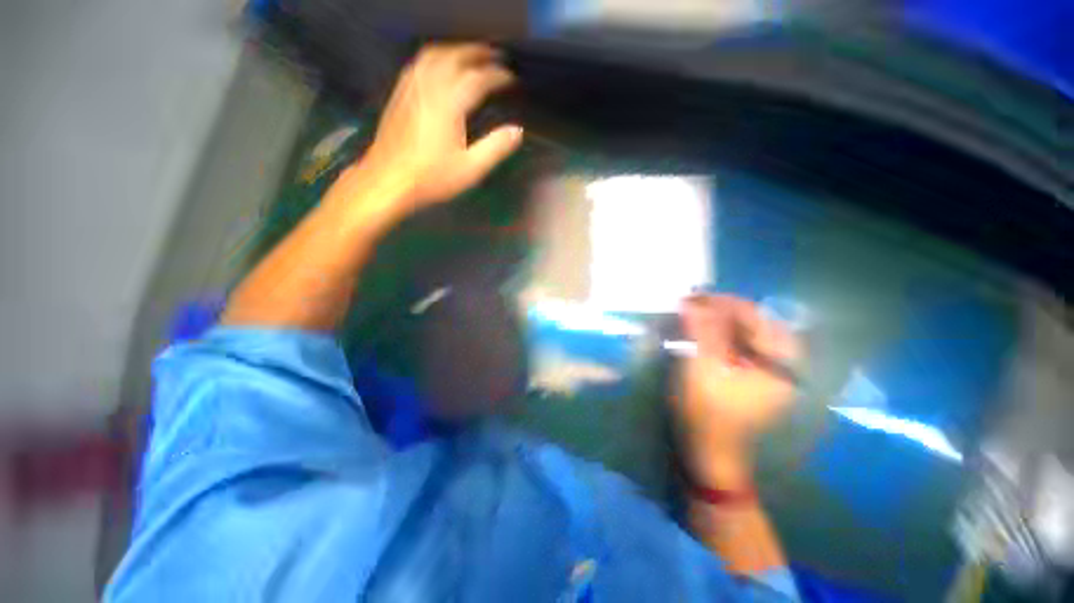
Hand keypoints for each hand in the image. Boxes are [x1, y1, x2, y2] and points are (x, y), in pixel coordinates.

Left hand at [330, 43, 522, 223]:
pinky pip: (418, 64)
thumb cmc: (431, 177)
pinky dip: (435, 58)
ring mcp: (411, 88)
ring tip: (471, 57)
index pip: (477, 79)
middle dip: (477, 53)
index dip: (497, 76)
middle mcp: (429, 87)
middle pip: (454, 56)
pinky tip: (439, 68)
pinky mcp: (399, 94)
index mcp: (449, 104)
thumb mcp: (470, 169)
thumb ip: (495, 148)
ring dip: (455, 50)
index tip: (511, 78)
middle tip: (495, 57)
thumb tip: (517, 131)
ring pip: (434, 55)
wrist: (388, 180)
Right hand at [672, 295, 799, 486]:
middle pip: (750, 324)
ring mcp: (764, 372)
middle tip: (688, 305)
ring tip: (689, 316)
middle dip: (717, 311)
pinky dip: (715, 336)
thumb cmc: (708, 411)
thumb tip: (691, 301)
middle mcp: (779, 363)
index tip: (695, 297)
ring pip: (741, 334)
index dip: (723, 302)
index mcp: (778, 362)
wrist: (709, 452)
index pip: (755, 317)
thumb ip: (701, 331)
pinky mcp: (748, 378)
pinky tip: (697, 334)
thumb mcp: (703, 367)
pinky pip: (734, 347)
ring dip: (714, 322)